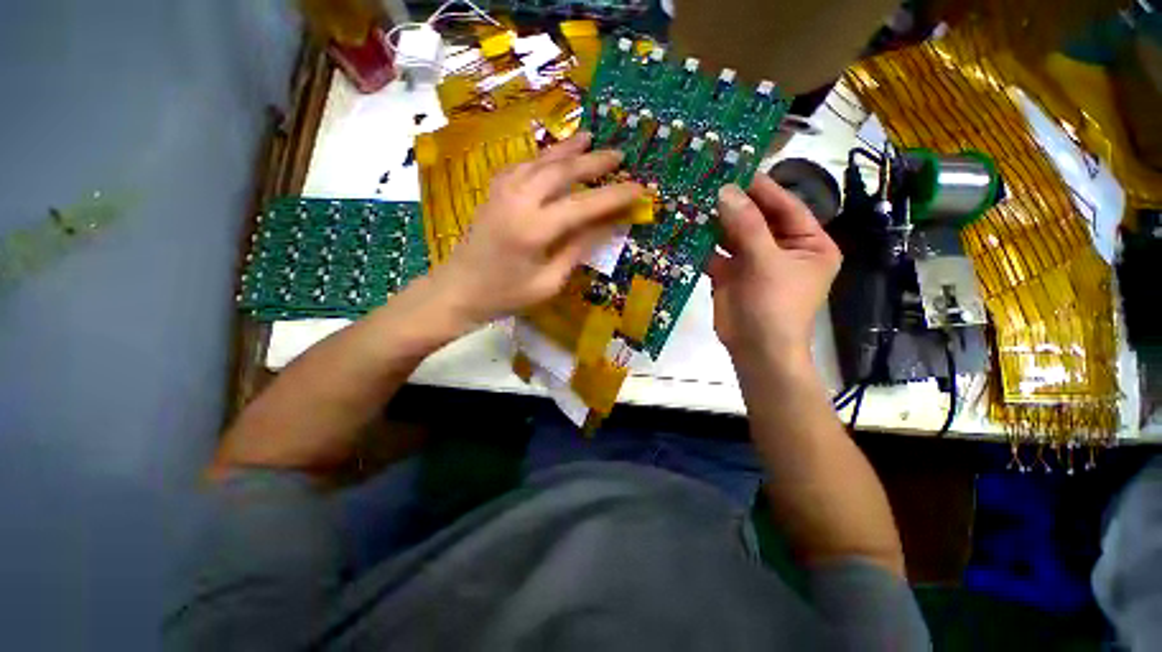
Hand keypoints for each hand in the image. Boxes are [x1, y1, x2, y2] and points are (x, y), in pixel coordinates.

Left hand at [428, 132, 643, 326]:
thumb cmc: (505, 295)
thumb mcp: (548, 283)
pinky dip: (542, 158)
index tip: (640, 188)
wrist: (458, 290)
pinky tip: (552, 157)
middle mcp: (519, 201)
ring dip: (567, 150)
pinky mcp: (493, 192)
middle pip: (562, 171)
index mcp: (535, 229)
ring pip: (541, 161)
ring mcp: (503, 192)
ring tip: (589, 139)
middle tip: (619, 156)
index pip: (584, 206)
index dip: (615, 196)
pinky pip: (523, 166)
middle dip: (594, 162)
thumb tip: (607, 225)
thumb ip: (578, 249)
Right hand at [707, 176, 840, 364]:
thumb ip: (747, 226)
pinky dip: (702, 245)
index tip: (736, 168)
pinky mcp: (731, 275)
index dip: (762, 188)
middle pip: (757, 219)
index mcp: (808, 243)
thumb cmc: (775, 306)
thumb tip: (726, 191)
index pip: (785, 206)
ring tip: (693, 202)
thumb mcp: (766, 262)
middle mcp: (782, 248)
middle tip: (708, 182)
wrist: (756, 351)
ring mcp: (754, 262)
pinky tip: (686, 231)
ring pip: (734, 235)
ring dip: (715, 223)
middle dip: (733, 204)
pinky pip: (717, 253)